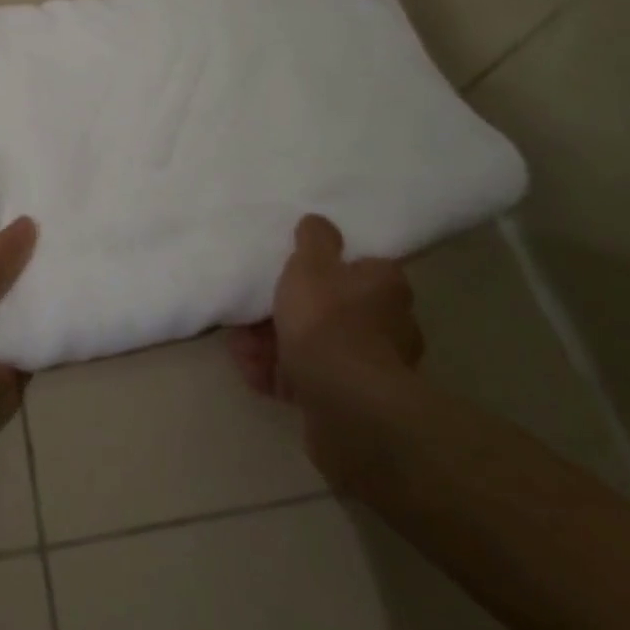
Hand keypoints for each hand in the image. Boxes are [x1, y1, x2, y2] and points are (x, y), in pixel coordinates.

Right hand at [227, 214, 423, 484]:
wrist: (343, 402)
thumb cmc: (328, 318)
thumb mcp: (311, 263)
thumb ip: (313, 239)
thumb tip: (319, 223)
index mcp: (386, 288)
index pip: (361, 267)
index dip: (326, 267)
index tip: (294, 269)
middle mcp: (388, 328)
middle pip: (331, 310)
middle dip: (288, 310)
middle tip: (255, 308)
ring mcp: (369, 371)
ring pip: (314, 347)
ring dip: (273, 343)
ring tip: (240, 343)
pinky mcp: (348, 406)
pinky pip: (306, 380)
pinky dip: (277, 373)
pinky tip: (249, 368)